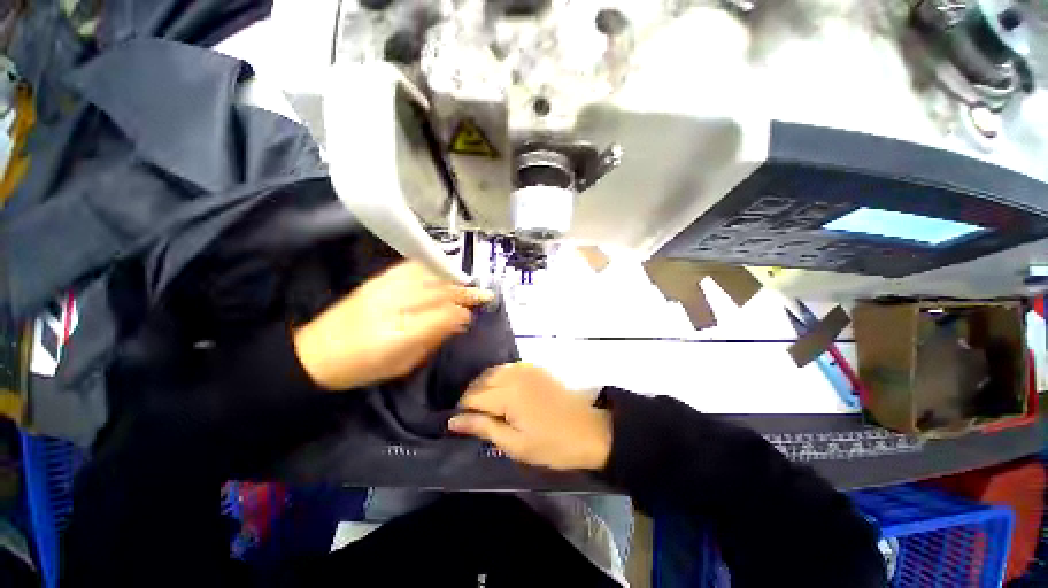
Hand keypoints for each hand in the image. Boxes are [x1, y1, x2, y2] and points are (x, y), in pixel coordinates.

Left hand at [293, 261, 493, 390]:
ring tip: (466, 282)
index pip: (444, 314)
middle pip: (439, 292)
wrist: (315, 353)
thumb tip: (460, 321)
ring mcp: (385, 289)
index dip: (464, 311)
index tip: (476, 312)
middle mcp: (395, 305)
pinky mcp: (376, 281)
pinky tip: (440, 269)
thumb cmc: (362, 367)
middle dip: (464, 292)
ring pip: (428, 277)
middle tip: (482, 294)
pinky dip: (429, 267)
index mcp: (402, 333)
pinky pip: (409, 268)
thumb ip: (433, 339)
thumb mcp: (403, 363)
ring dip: (451, 279)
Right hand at [448, 363, 611, 470]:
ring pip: (492, 372)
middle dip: (471, 398)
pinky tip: (502, 394)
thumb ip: (483, 428)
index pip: (472, 396)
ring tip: (486, 408)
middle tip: (474, 419)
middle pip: (480, 380)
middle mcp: (514, 374)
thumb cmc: (552, 444)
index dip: (462, 411)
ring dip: (484, 387)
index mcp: (509, 394)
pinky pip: (507, 368)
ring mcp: (526, 367)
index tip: (461, 425)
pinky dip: (498, 379)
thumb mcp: (515, 445)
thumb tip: (453, 421)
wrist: (588, 430)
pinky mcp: (534, 367)